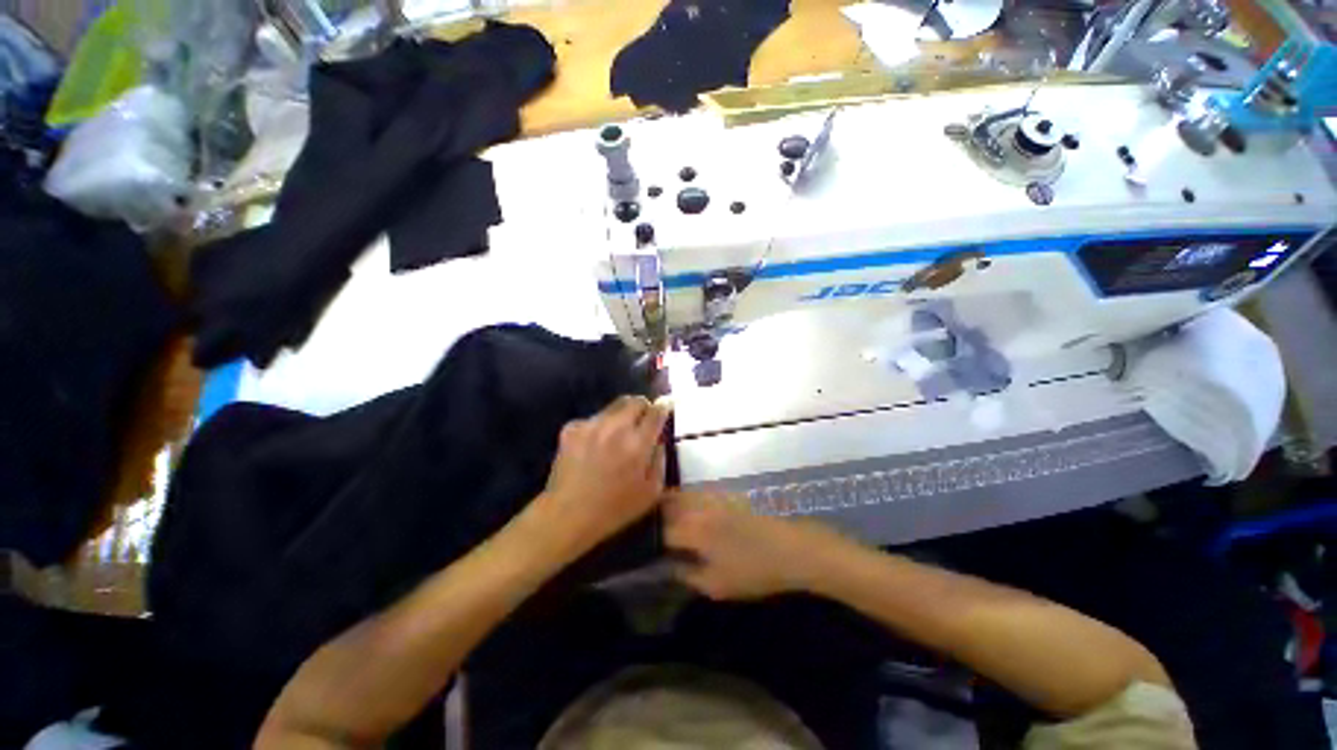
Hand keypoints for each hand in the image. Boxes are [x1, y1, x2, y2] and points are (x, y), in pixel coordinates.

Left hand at [536, 395, 670, 554]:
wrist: (567, 514)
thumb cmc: (615, 508)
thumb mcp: (651, 492)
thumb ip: (660, 460)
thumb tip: (659, 440)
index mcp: (638, 443)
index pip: (656, 412)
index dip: (663, 408)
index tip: (664, 409)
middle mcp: (615, 427)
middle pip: (635, 400)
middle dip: (643, 407)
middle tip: (643, 419)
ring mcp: (591, 425)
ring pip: (613, 407)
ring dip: (621, 416)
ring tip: (617, 434)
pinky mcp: (571, 428)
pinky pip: (592, 419)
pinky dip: (598, 426)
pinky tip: (594, 444)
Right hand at [663, 490, 846, 600]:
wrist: (791, 548)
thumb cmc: (755, 572)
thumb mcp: (718, 585)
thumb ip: (687, 575)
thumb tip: (668, 566)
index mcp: (692, 530)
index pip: (660, 531)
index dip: (649, 541)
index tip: (643, 550)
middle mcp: (697, 507)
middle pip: (665, 505)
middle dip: (653, 517)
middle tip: (648, 533)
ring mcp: (712, 497)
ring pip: (680, 495)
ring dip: (667, 505)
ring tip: (662, 521)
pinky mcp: (724, 494)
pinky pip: (696, 493)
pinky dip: (684, 500)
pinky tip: (687, 513)